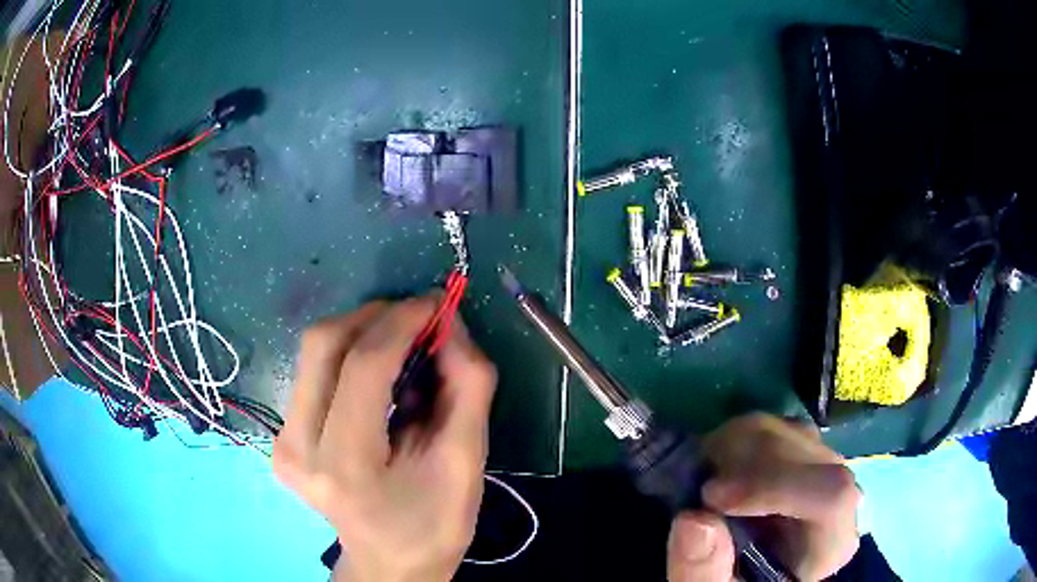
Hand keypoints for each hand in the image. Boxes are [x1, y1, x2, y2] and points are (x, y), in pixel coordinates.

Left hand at [272, 297, 496, 581]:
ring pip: (314, 352)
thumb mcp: (466, 461)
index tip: (437, 301)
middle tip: (419, 317)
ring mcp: (281, 441)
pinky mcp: (280, 436)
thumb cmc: (433, 524)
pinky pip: (313, 373)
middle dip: (375, 315)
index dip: (402, 321)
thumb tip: (450, 326)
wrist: (388, 564)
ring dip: (362, 332)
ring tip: (403, 345)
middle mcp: (298, 447)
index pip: (363, 366)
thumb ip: (467, 387)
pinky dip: (349, 357)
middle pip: (323, 344)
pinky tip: (379, 375)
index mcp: (345, 466)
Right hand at [667, 414, 859, 581]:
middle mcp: (839, 497)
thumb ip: (704, 572)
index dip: (777, 485)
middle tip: (697, 487)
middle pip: (810, 454)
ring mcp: (823, 468)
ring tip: (703, 478)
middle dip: (746, 462)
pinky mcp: (802, 452)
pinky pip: (776, 426)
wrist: (747, 573)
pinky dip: (738, 439)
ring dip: (736, 446)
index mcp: (832, 543)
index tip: (712, 496)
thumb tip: (694, 520)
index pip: (832, 495)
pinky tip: (717, 467)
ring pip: (791, 431)